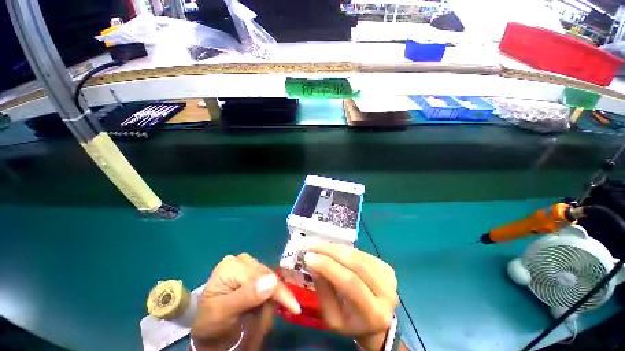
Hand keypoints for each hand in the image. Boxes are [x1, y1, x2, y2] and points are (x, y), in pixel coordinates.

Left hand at [191, 253, 300, 350]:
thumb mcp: (223, 313)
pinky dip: (268, 296)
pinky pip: (267, 281)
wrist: (206, 328)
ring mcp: (247, 263)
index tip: (295, 308)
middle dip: (272, 298)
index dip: (279, 292)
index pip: (262, 276)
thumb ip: (246, 296)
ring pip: (270, 279)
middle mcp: (241, 259)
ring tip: (260, 318)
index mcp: (232, 265)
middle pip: (268, 276)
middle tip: (266, 323)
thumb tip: (272, 281)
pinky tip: (261, 307)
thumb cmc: (210, 322)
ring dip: (270, 299)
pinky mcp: (251, 270)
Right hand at [304, 244, 398, 350]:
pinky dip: (345, 249)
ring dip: (336, 248)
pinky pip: (361, 253)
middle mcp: (386, 293)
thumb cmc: (351, 323)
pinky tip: (333, 249)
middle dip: (331, 251)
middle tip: (313, 247)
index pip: (350, 283)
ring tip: (320, 246)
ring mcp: (389, 277)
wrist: (376, 324)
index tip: (309, 256)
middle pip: (356, 263)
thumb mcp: (332, 317)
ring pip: (358, 254)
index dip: (329, 266)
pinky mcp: (386, 267)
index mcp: (374, 313)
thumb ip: (324, 290)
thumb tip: (314, 263)